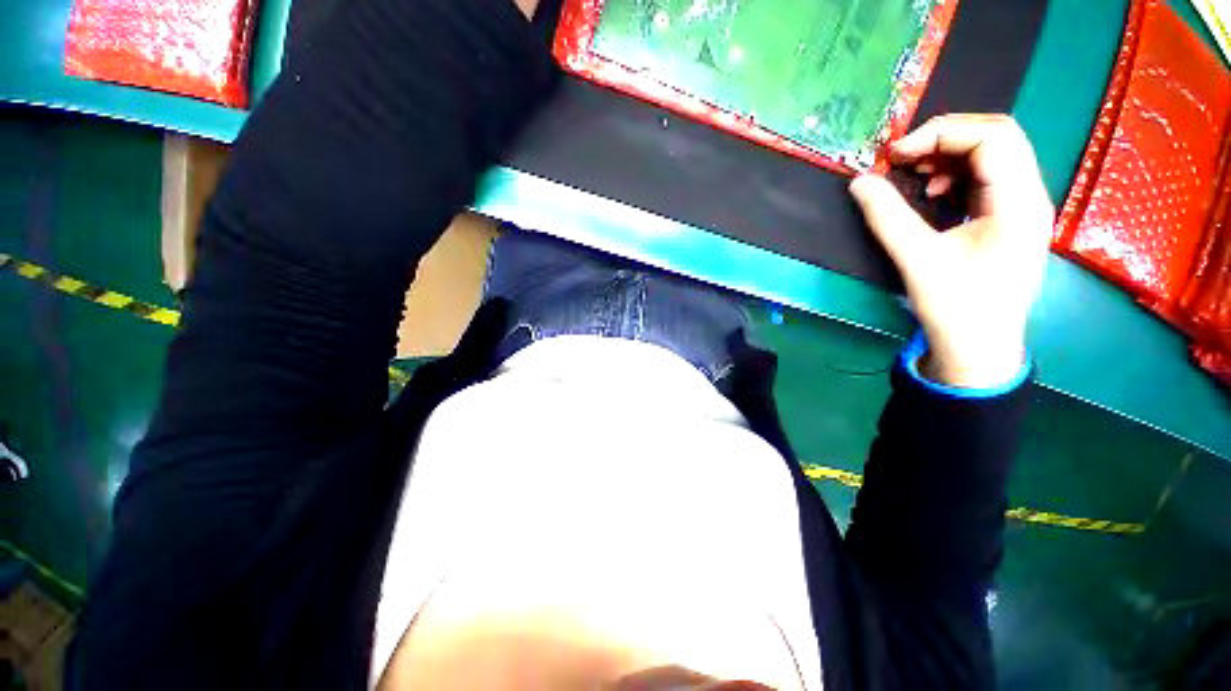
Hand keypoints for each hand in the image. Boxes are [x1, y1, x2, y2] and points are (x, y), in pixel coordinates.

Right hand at [850, 114, 1053, 387]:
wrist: (979, 349)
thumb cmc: (956, 308)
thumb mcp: (917, 261)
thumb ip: (887, 217)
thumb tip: (860, 181)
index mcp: (1019, 203)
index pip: (992, 137)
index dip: (941, 134)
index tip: (895, 155)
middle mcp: (1029, 197)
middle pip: (997, 138)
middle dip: (945, 139)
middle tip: (902, 159)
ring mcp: (1021, 208)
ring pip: (992, 157)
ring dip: (948, 157)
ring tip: (914, 178)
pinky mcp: (1006, 220)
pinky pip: (984, 180)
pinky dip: (953, 177)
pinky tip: (930, 196)